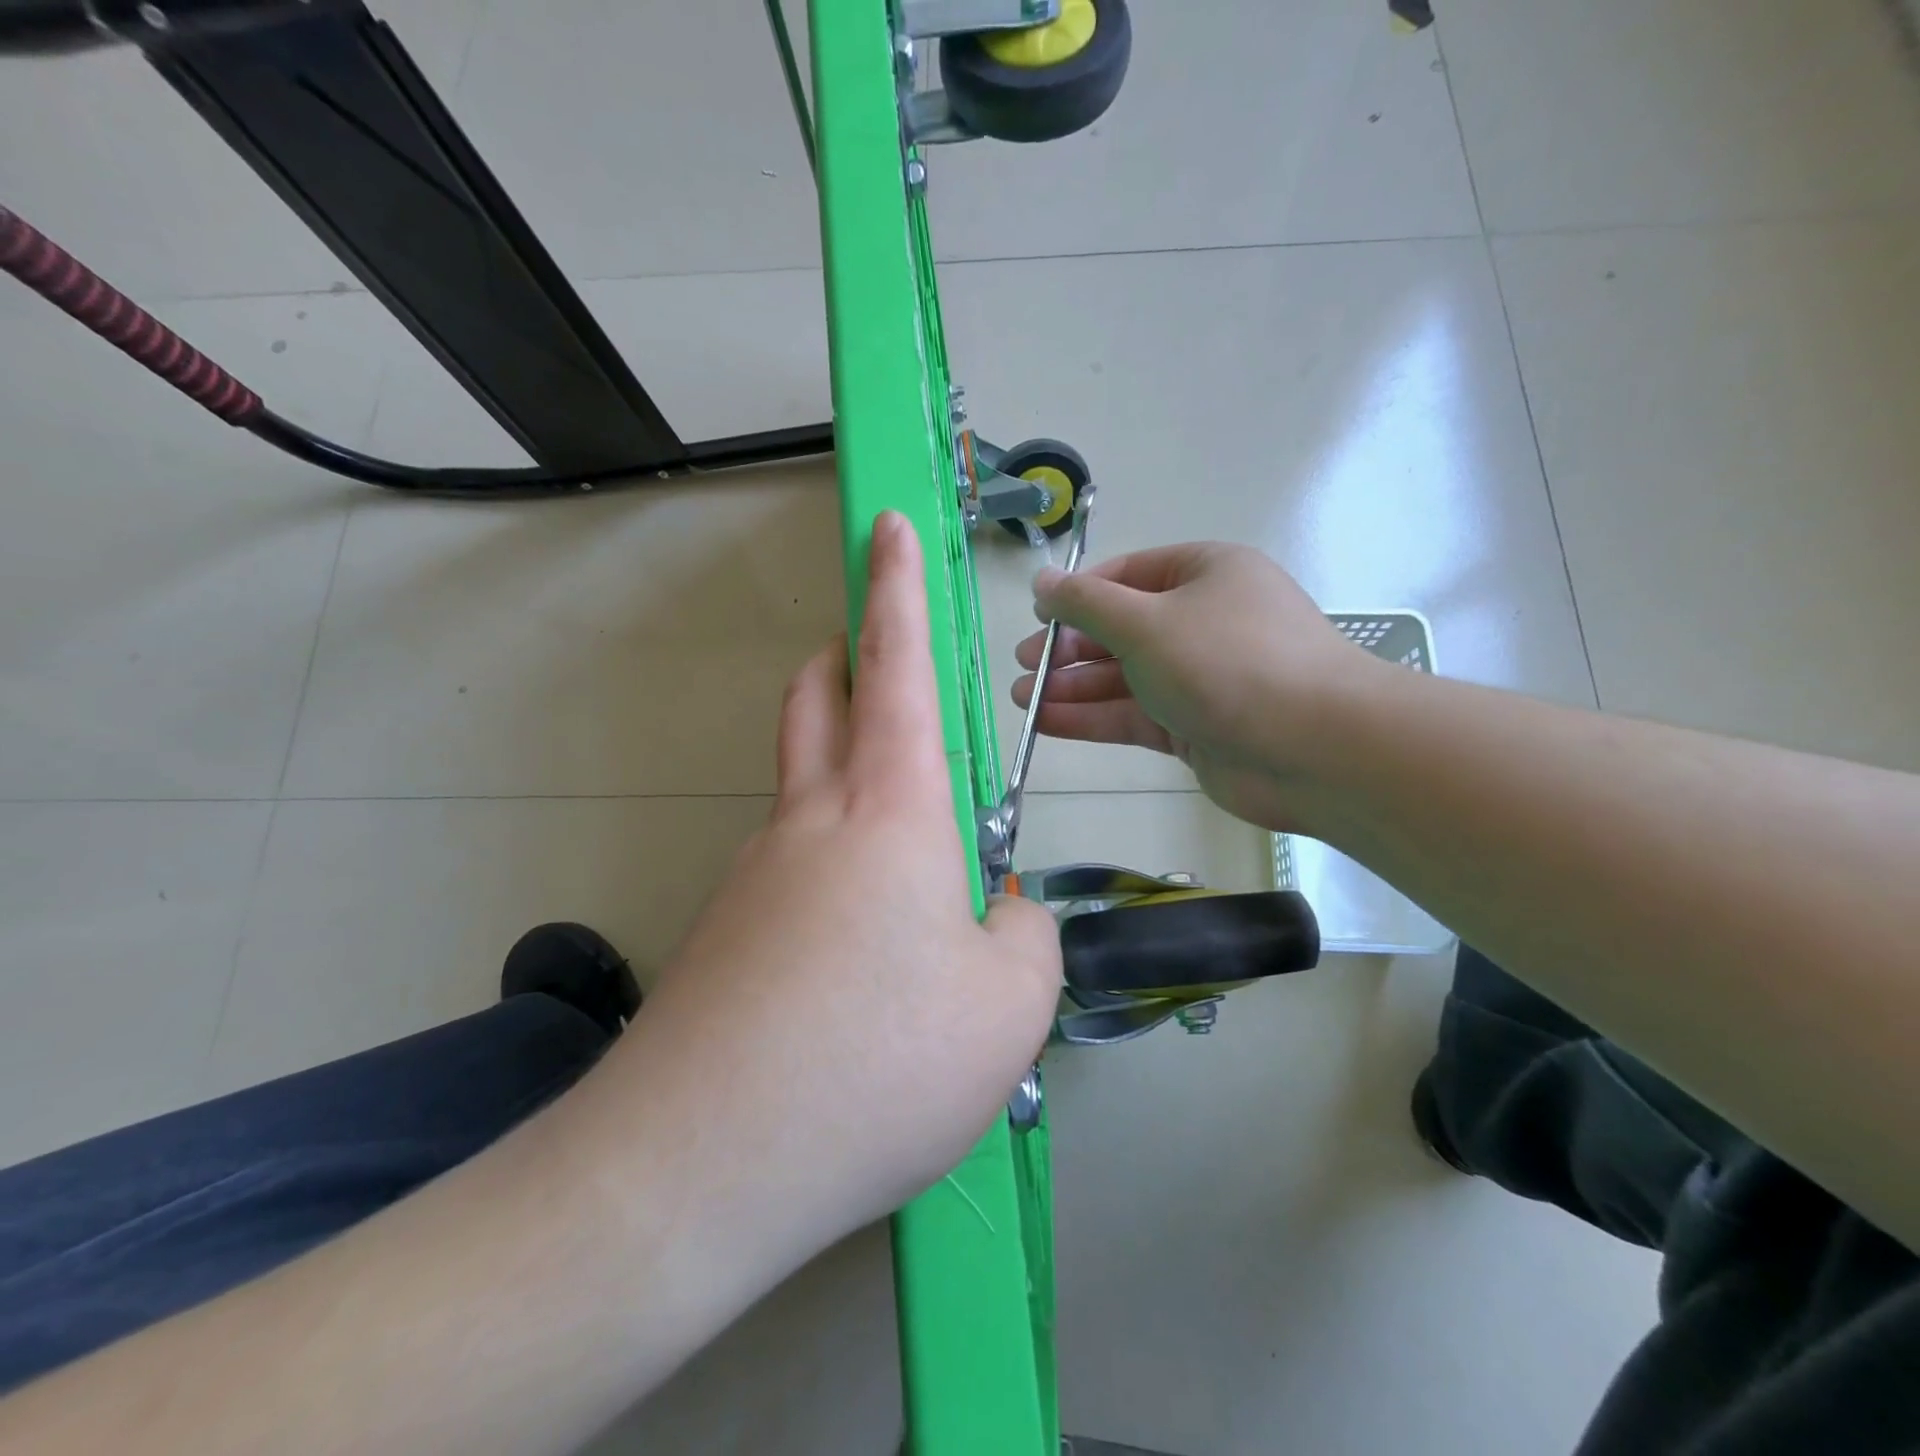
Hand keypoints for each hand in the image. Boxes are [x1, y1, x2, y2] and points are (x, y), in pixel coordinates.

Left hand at [622, 511, 1060, 1267]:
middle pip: (817, 701)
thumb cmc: (879, 1062)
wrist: (703, 1164)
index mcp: (890, 811)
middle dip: (846, 658)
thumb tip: (997, 911)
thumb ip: (1024, 934)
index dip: (896, 587)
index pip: (894, 665)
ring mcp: (755, 876)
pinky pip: (790, 872)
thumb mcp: (1010, 1002)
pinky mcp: (725, 935)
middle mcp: (812, 822)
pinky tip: (858, 958)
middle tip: (878, 663)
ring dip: (847, 781)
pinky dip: (832, 873)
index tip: (885, 527)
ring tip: (911, 867)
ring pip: (803, 788)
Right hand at [1012, 542, 1381, 833]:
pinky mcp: (1195, 727)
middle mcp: (1203, 621)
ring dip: (1072, 687)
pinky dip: (1092, 718)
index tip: (1038, 617)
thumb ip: (1086, 603)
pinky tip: (1046, 722)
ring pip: (1124, 677)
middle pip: (1122, 629)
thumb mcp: (1146, 621)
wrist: (1314, 749)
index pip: (1129, 574)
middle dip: (1069, 648)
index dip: (1079, 594)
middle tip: (1023, 665)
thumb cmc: (1227, 662)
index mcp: (1205, 574)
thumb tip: (1041, 580)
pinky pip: (1133, 715)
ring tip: (1022, 698)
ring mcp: (1200, 678)